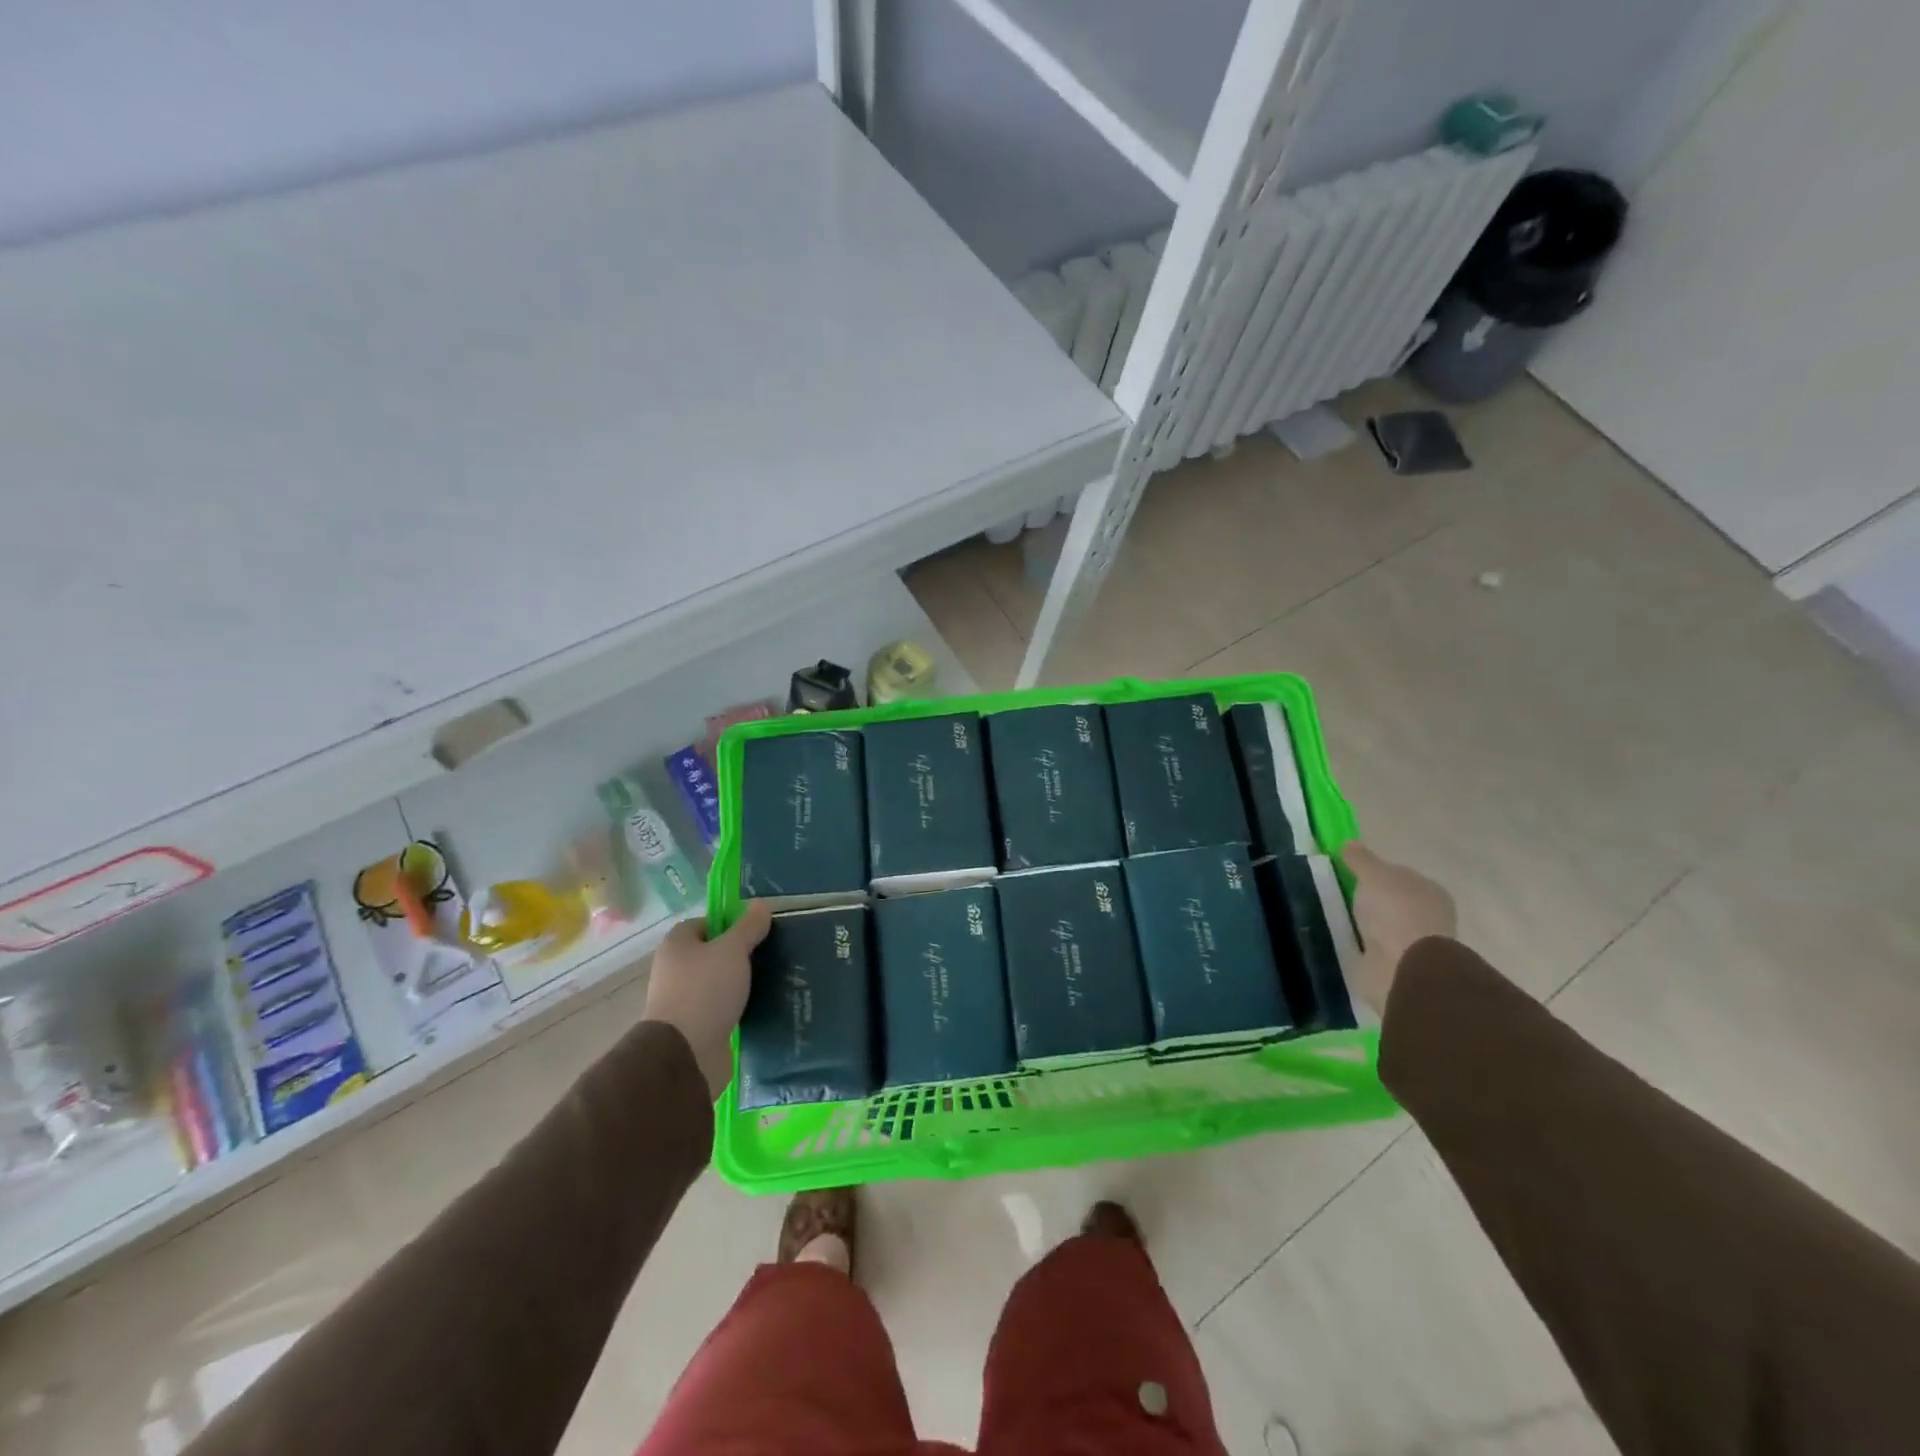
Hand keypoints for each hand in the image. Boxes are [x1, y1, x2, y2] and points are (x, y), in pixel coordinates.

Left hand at [643, 900, 772, 1099]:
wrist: (686, 1054)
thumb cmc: (705, 990)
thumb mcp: (732, 950)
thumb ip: (748, 927)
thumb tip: (760, 904)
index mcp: (676, 946)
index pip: (702, 923)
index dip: (727, 923)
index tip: (754, 929)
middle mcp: (675, 970)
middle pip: (710, 953)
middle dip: (737, 954)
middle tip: (768, 953)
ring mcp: (683, 1001)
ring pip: (717, 983)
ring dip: (738, 982)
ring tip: (770, 979)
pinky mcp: (696, 1027)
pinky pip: (720, 1008)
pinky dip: (736, 1006)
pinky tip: (760, 1006)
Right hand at [1343, 843, 1456, 1012]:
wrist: (1405, 967)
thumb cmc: (1395, 911)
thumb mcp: (1373, 874)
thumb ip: (1361, 859)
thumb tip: (1349, 843)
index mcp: (1430, 891)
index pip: (1400, 875)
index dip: (1376, 873)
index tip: (1349, 874)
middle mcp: (1428, 916)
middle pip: (1392, 901)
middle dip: (1370, 900)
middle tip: (1340, 896)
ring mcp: (1415, 944)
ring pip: (1383, 926)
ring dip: (1365, 924)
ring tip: (1337, 920)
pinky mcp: (1400, 966)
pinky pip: (1376, 949)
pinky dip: (1363, 945)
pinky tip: (1346, 942)